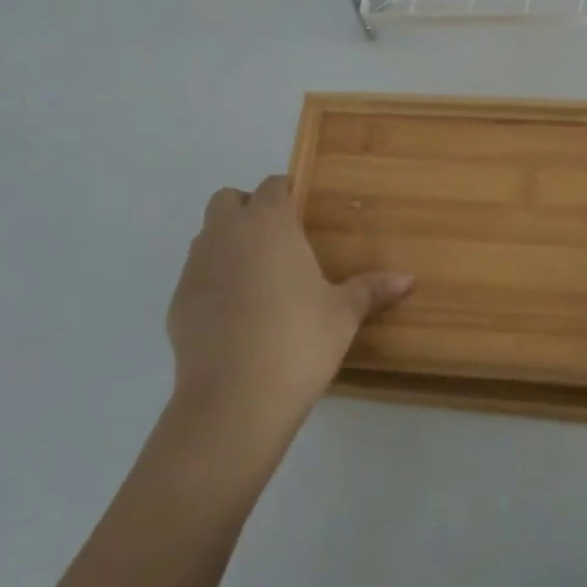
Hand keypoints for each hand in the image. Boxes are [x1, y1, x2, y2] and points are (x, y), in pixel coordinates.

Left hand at [167, 176, 412, 431]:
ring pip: (207, 236)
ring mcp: (196, 267)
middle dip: (248, 211)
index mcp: (269, 224)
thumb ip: (372, 289)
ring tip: (258, 280)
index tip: (304, 217)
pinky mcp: (177, 303)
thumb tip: (409, 279)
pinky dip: (213, 283)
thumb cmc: (298, 341)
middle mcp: (227, 234)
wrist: (234, 401)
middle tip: (278, 243)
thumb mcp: (343, 314)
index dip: (287, 195)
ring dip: (228, 244)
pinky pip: (196, 277)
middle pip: (228, 200)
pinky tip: (235, 317)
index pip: (273, 185)